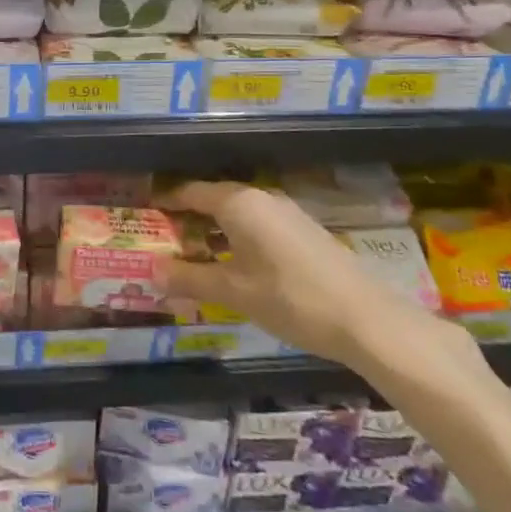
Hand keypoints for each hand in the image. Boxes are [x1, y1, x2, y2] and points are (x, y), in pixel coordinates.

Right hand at [162, 180, 472, 373]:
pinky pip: (258, 225)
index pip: (191, 192)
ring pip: (237, 214)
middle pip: (214, 200)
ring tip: (192, 255)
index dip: (166, 202)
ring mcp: (287, 213)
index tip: (144, 213)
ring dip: (213, 231)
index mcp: (239, 203)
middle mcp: (262, 199)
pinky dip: (237, 238)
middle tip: (162, 240)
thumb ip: (190, 278)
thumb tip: (151, 272)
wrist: (366, 319)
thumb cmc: (291, 299)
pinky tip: (234, 265)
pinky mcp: (304, 232)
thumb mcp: (234, 292)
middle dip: (187, 219)